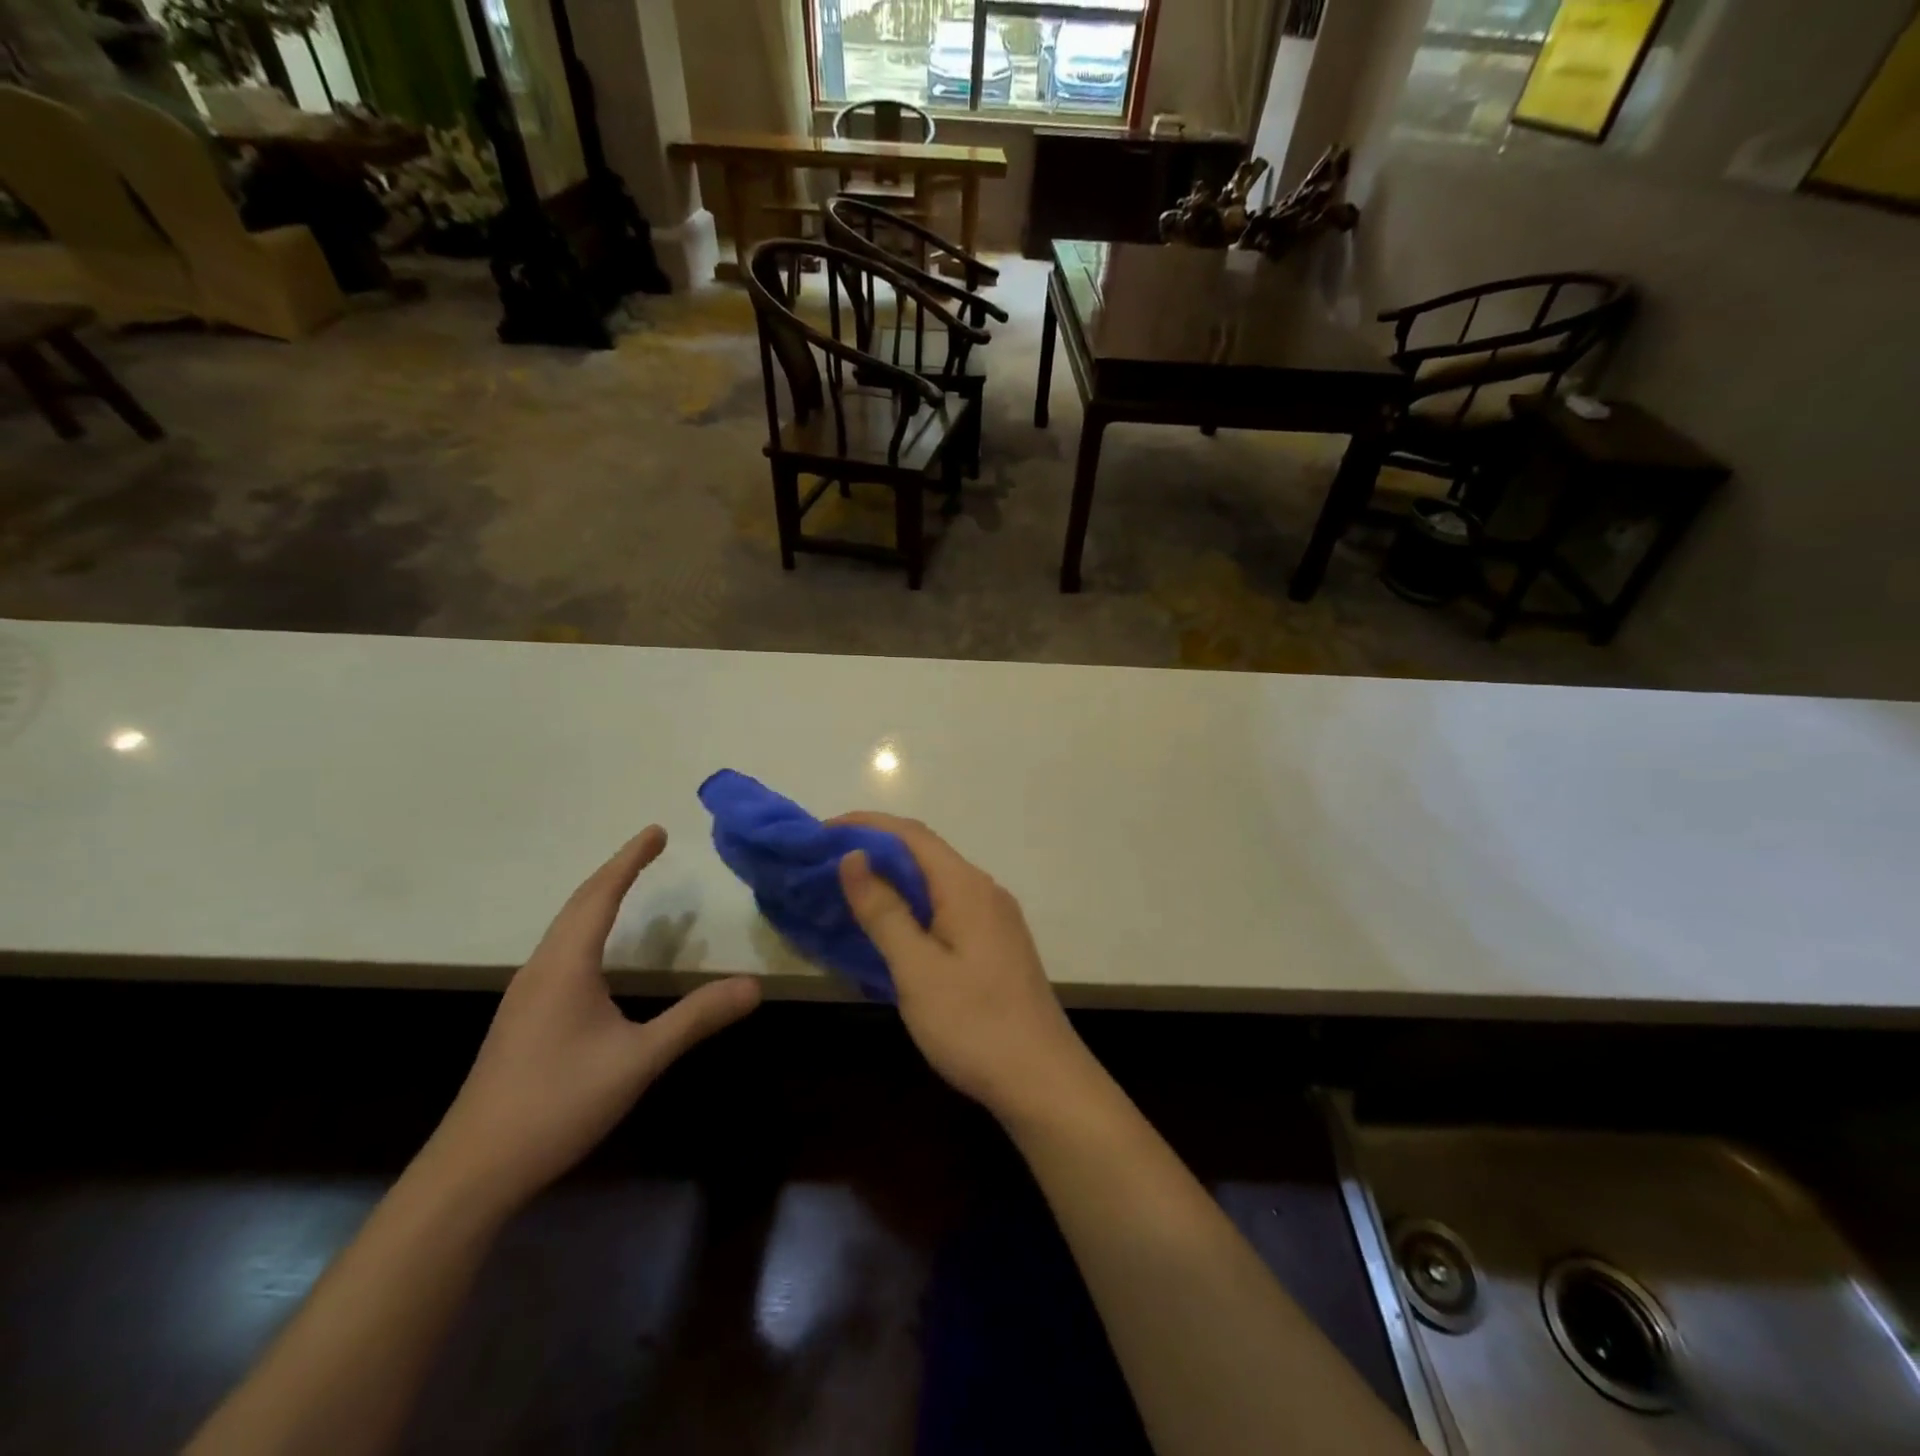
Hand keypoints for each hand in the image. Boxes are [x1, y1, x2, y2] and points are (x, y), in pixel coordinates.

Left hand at [423, 826, 760, 1210]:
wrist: (472, 1171)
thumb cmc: (557, 1104)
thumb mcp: (638, 1060)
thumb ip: (696, 1018)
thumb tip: (754, 984)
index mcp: (565, 965)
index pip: (601, 895)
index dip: (630, 860)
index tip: (655, 831)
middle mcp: (541, 969)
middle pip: (579, 904)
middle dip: (616, 871)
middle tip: (650, 847)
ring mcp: (525, 996)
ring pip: (565, 929)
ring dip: (597, 899)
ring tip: (627, 886)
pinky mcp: (521, 1020)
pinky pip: (559, 952)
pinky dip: (586, 929)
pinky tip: (596, 953)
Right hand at [833, 813, 1089, 1122]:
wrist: (1043, 1080)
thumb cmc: (974, 1024)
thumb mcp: (917, 970)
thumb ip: (884, 911)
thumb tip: (854, 856)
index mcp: (967, 887)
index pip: (911, 834)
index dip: (866, 825)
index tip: (822, 833)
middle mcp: (985, 891)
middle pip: (925, 854)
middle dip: (876, 850)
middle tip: (826, 865)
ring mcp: (996, 918)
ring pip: (937, 883)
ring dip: (894, 880)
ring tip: (849, 892)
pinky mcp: (997, 944)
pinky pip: (948, 907)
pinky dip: (914, 906)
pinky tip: (892, 929)